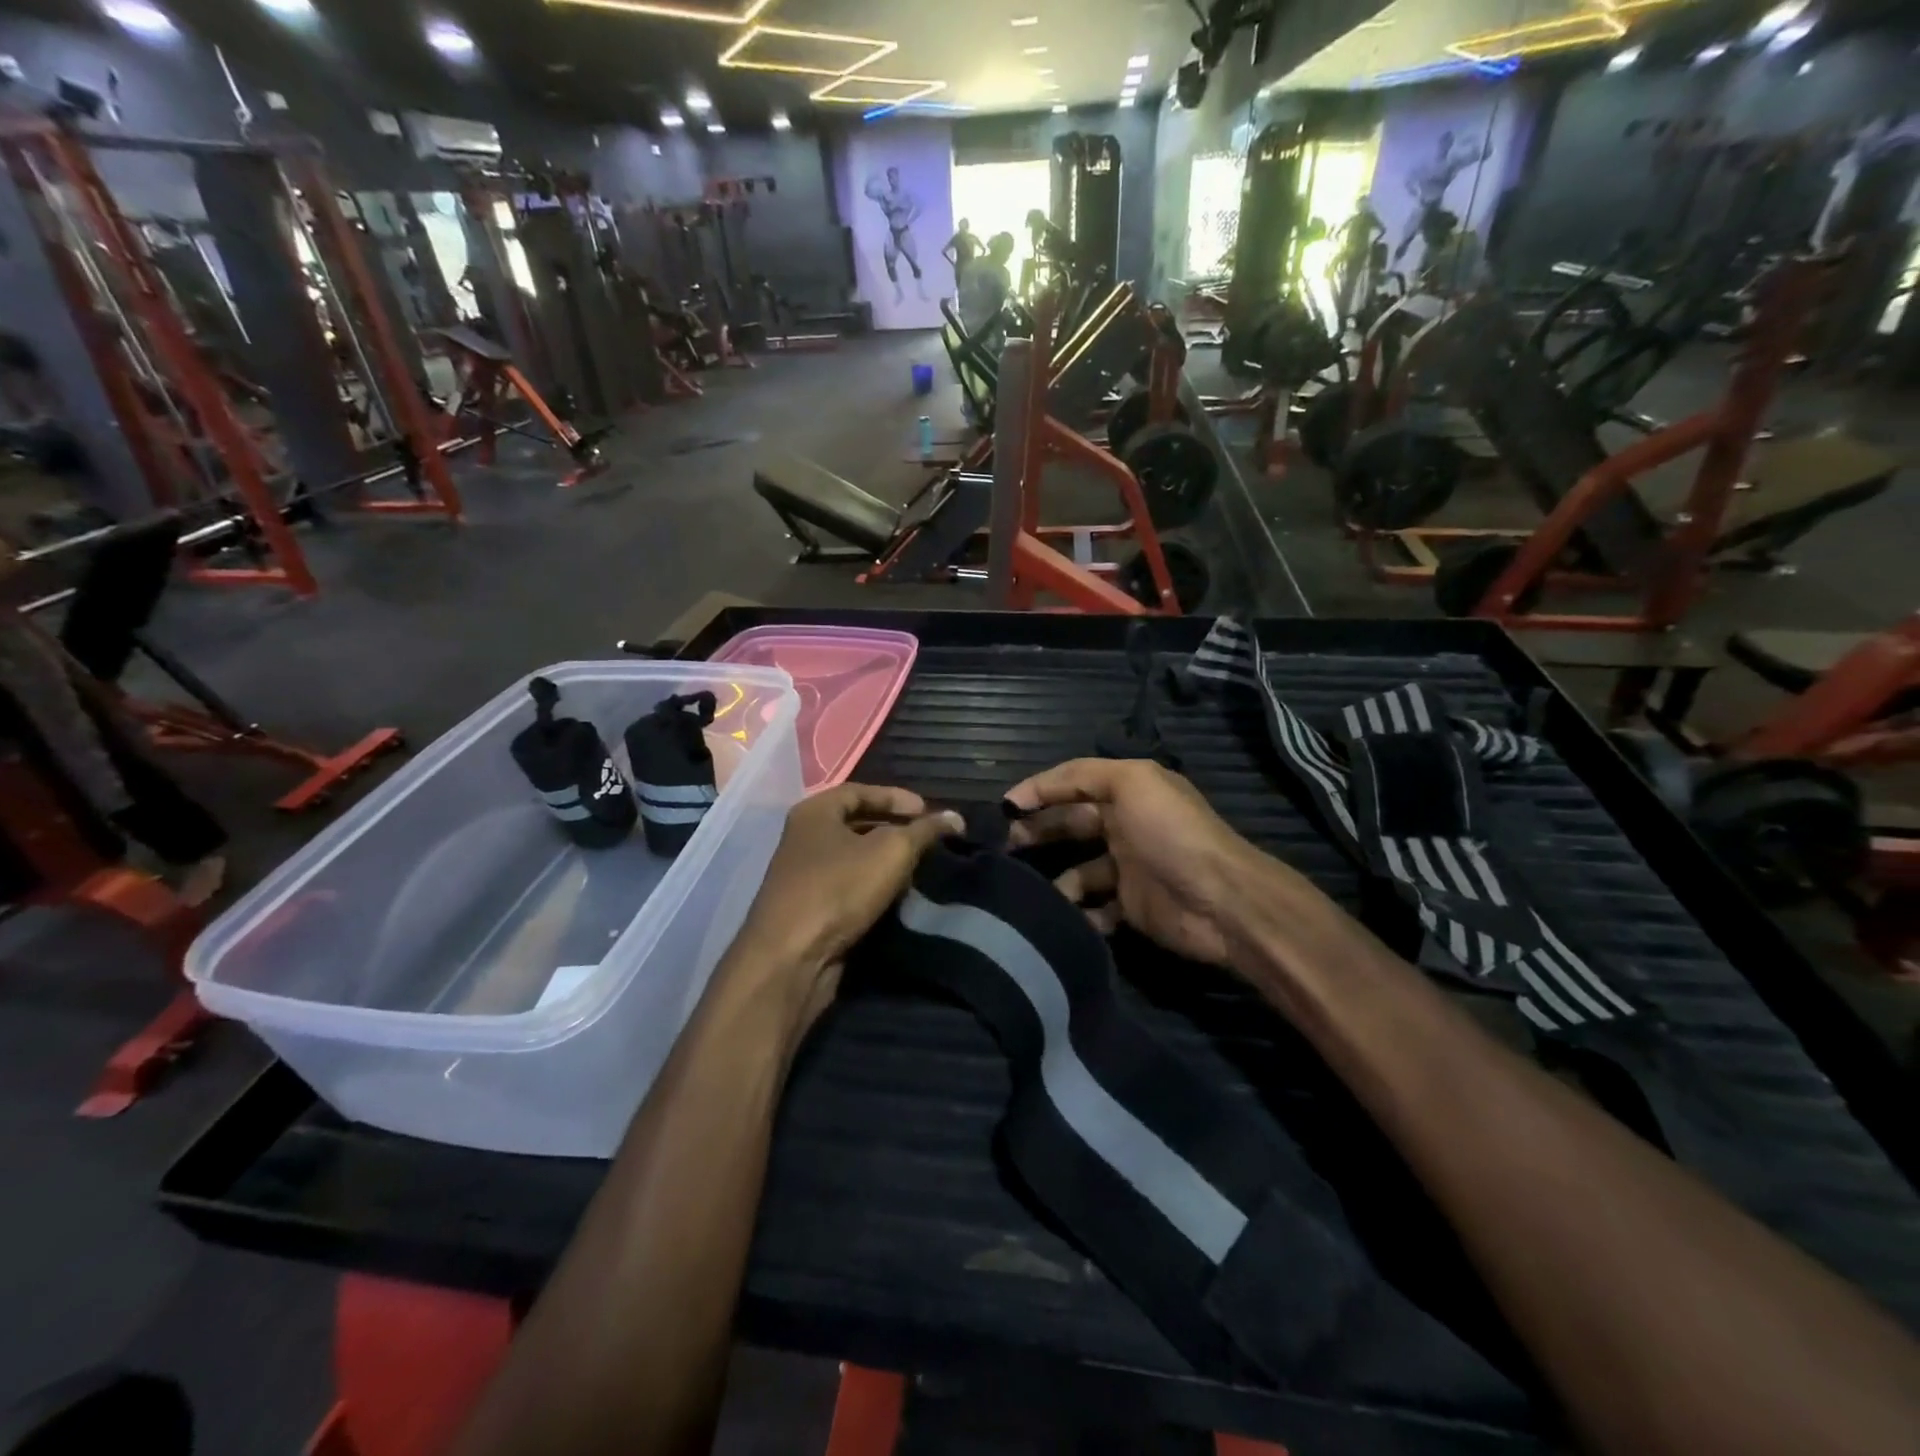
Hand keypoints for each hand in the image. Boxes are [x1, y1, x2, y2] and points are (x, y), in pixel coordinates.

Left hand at [731, 785, 960, 1028]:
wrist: (792, 958)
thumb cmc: (839, 889)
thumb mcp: (891, 852)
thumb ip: (925, 831)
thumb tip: (956, 817)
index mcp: (814, 812)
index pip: (860, 791)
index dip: (896, 798)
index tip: (927, 811)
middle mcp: (804, 838)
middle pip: (856, 823)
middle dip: (894, 828)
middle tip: (927, 838)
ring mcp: (804, 875)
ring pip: (853, 857)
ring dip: (885, 860)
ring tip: (919, 866)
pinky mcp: (810, 908)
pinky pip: (847, 886)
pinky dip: (872, 885)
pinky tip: (896, 896)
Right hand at [1004, 759, 1314, 967]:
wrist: (1220, 900)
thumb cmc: (1171, 833)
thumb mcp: (1131, 782)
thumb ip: (1081, 775)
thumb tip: (1030, 792)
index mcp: (1127, 792)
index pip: (1072, 784)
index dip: (1038, 791)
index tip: (1003, 808)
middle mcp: (1124, 826)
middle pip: (1070, 825)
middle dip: (1037, 832)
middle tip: (1004, 847)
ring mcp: (1127, 869)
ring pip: (1076, 871)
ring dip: (1053, 879)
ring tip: (1026, 888)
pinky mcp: (1130, 908)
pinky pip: (1093, 909)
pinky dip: (1076, 912)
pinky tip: (1060, 915)